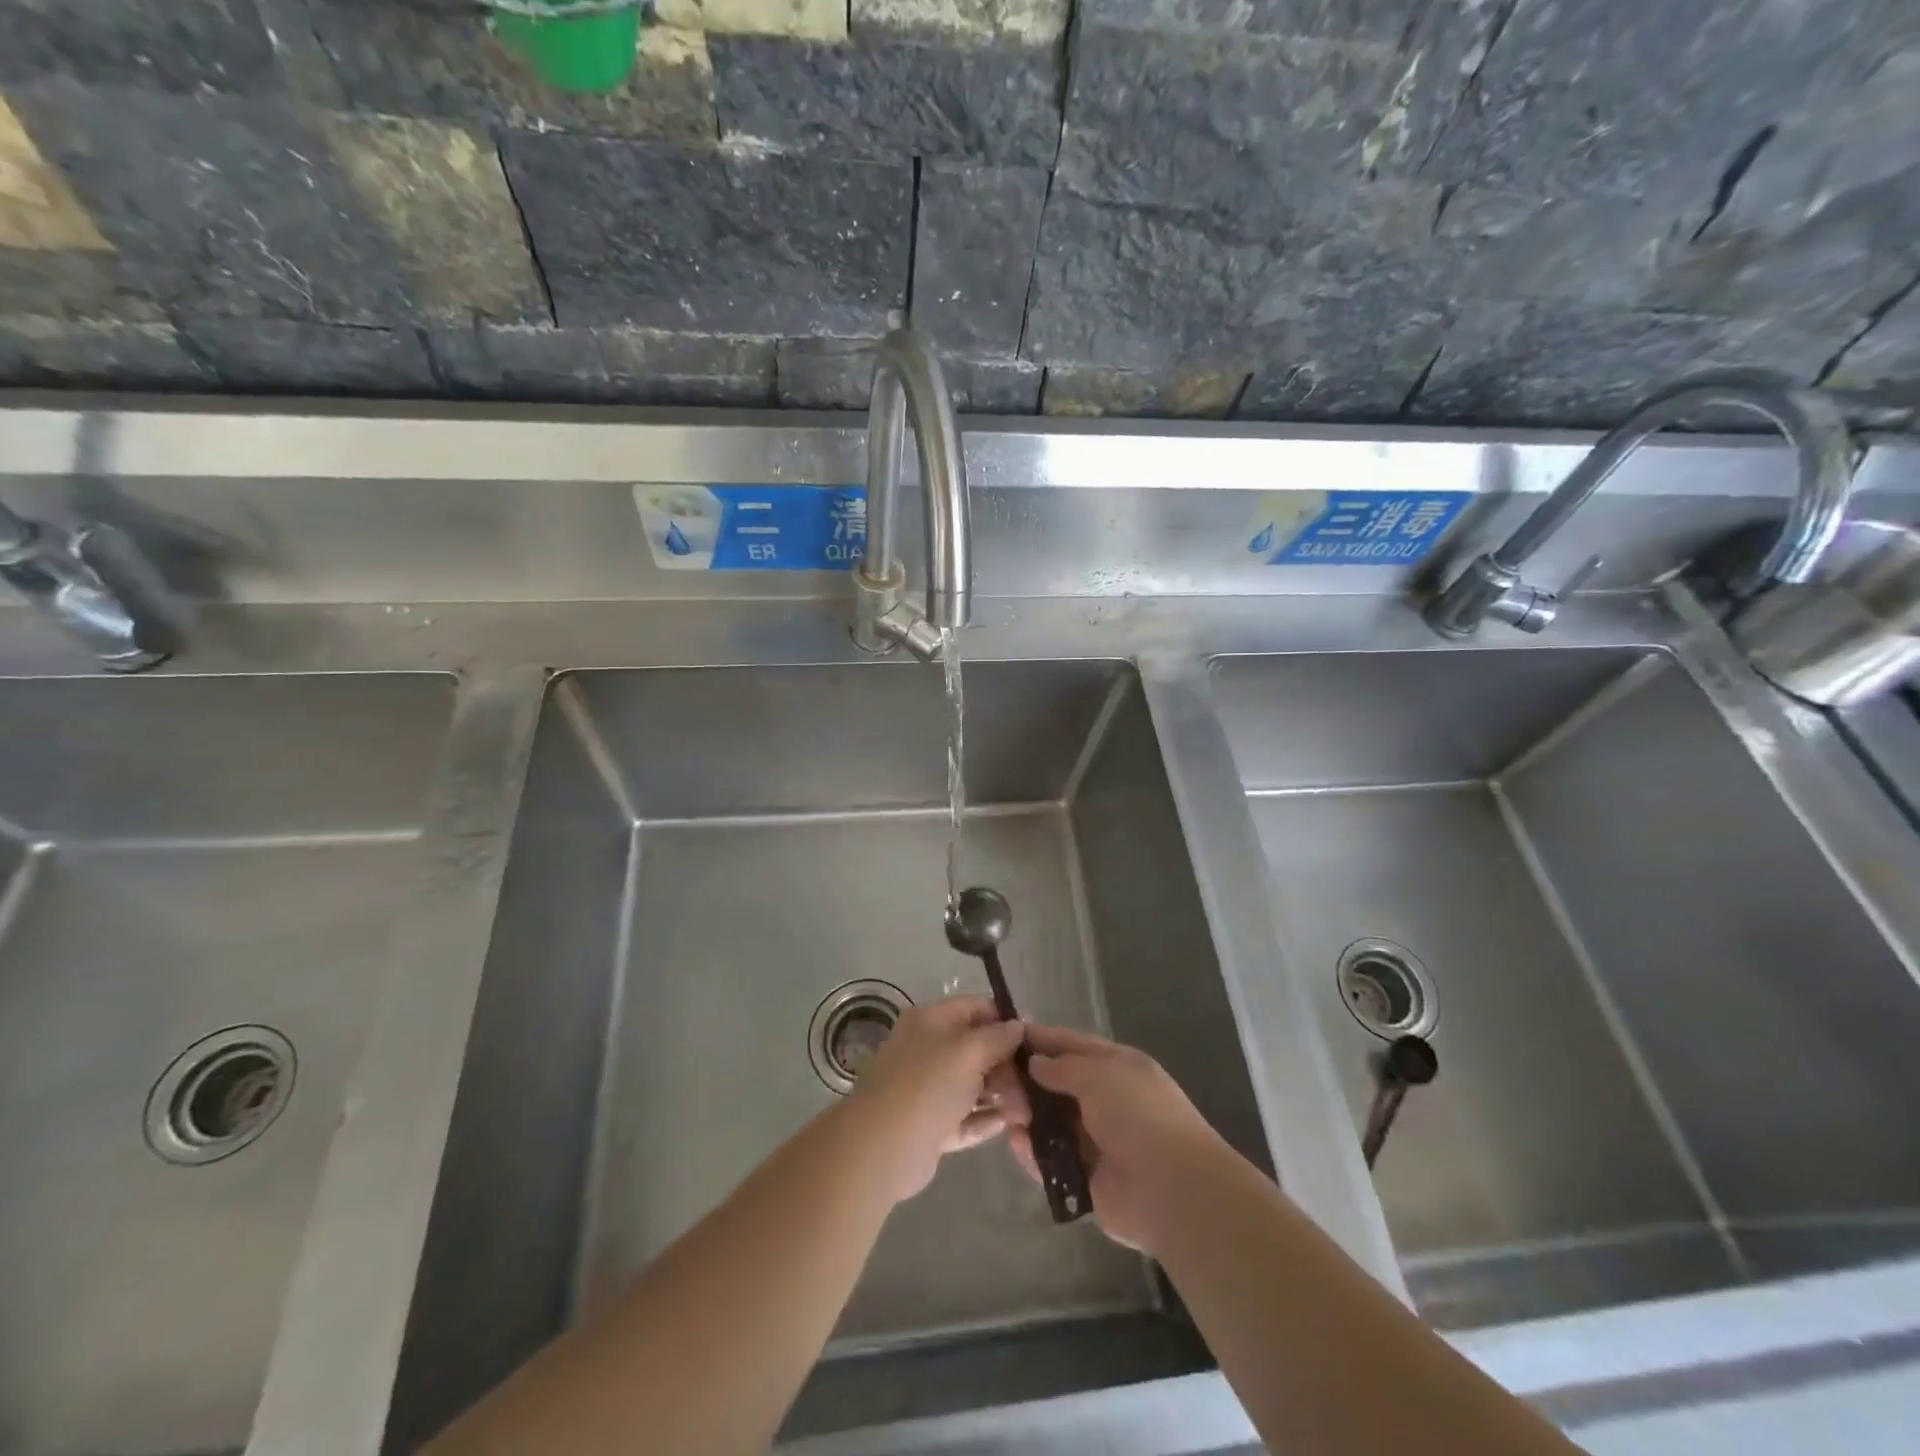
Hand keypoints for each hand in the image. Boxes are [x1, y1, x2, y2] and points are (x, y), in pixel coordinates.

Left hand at [844, 997, 1026, 1204]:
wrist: (883, 1147)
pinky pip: (965, 1117)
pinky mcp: (931, 1125)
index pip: (974, 1008)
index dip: (1003, 1019)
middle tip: (1034, 1084)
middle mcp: (928, 1049)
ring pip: (972, 1085)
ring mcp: (928, 1089)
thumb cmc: (927, 1085)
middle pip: (976, 1048)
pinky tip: (1008, 1125)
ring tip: (1027, 1111)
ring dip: (1001, 1095)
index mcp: (930, 1021)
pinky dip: (985, 1120)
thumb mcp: (968, 1051)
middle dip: (1007, 1065)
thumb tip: (1017, 1026)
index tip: (1033, 1038)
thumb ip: (997, 1037)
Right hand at [1005, 1025, 1229, 1254]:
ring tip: (1002, 1111)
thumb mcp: (1098, 1074)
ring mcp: (1098, 1142)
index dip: (1043, 1040)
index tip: (1008, 1036)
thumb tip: (1035, 1063)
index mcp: (1119, 1067)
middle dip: (1029, 1082)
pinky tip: (1014, 1142)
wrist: (1171, 1188)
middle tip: (995, 1080)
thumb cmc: (1137, 1113)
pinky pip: (1052, 1161)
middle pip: (1059, 1085)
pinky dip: (1033, 1153)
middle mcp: (1108, 1101)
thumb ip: (1062, 1067)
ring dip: (1028, 1117)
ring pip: (1053, 1123)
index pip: (1074, 1045)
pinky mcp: (1087, 1180)